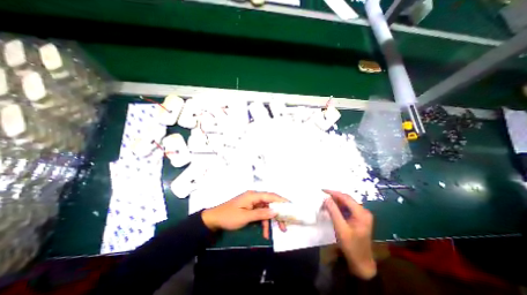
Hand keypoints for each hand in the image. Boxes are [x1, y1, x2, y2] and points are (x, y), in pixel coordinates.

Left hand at [201, 192, 286, 239]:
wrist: (214, 219)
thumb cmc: (229, 217)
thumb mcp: (245, 217)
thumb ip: (261, 214)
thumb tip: (275, 212)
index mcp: (253, 195)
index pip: (270, 196)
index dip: (281, 200)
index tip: (291, 206)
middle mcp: (254, 197)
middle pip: (270, 203)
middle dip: (278, 213)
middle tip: (286, 223)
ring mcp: (252, 203)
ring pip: (266, 209)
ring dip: (271, 220)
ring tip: (279, 231)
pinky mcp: (250, 208)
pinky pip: (260, 214)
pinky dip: (263, 222)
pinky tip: (265, 233)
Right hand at [323, 191, 375, 279]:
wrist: (361, 263)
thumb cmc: (351, 246)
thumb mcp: (340, 228)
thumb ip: (333, 211)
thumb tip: (326, 198)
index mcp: (361, 213)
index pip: (345, 198)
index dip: (333, 193)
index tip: (322, 190)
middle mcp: (363, 211)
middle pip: (346, 199)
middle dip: (334, 196)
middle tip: (322, 195)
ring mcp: (362, 215)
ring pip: (346, 203)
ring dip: (335, 201)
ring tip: (325, 202)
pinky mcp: (359, 218)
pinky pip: (347, 208)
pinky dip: (338, 207)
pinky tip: (331, 208)